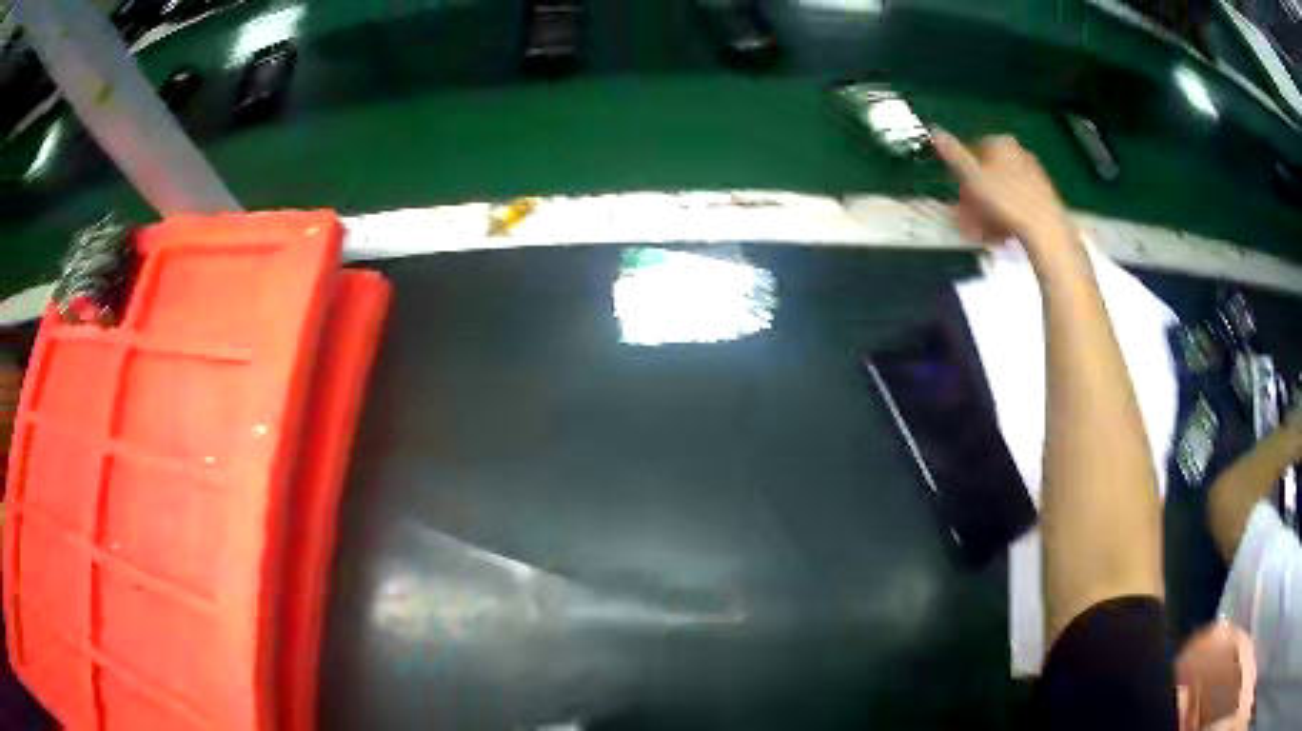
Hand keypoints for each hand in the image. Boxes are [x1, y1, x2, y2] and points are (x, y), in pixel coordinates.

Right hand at [932, 129, 1082, 274]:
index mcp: (1000, 143)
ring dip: (989, 210)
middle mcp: (1018, 152)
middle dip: (975, 198)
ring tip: (984, 232)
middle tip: (969, 220)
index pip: (972, 152)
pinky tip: (1002, 234)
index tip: (958, 198)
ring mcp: (1033, 173)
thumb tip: (935, 130)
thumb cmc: (1006, 202)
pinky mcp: (1044, 195)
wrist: (1046, 230)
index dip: (961, 175)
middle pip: (988, 173)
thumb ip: (953, 154)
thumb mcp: (972, 178)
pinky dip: (1007, 214)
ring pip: (1002, 190)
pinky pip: (1017, 201)